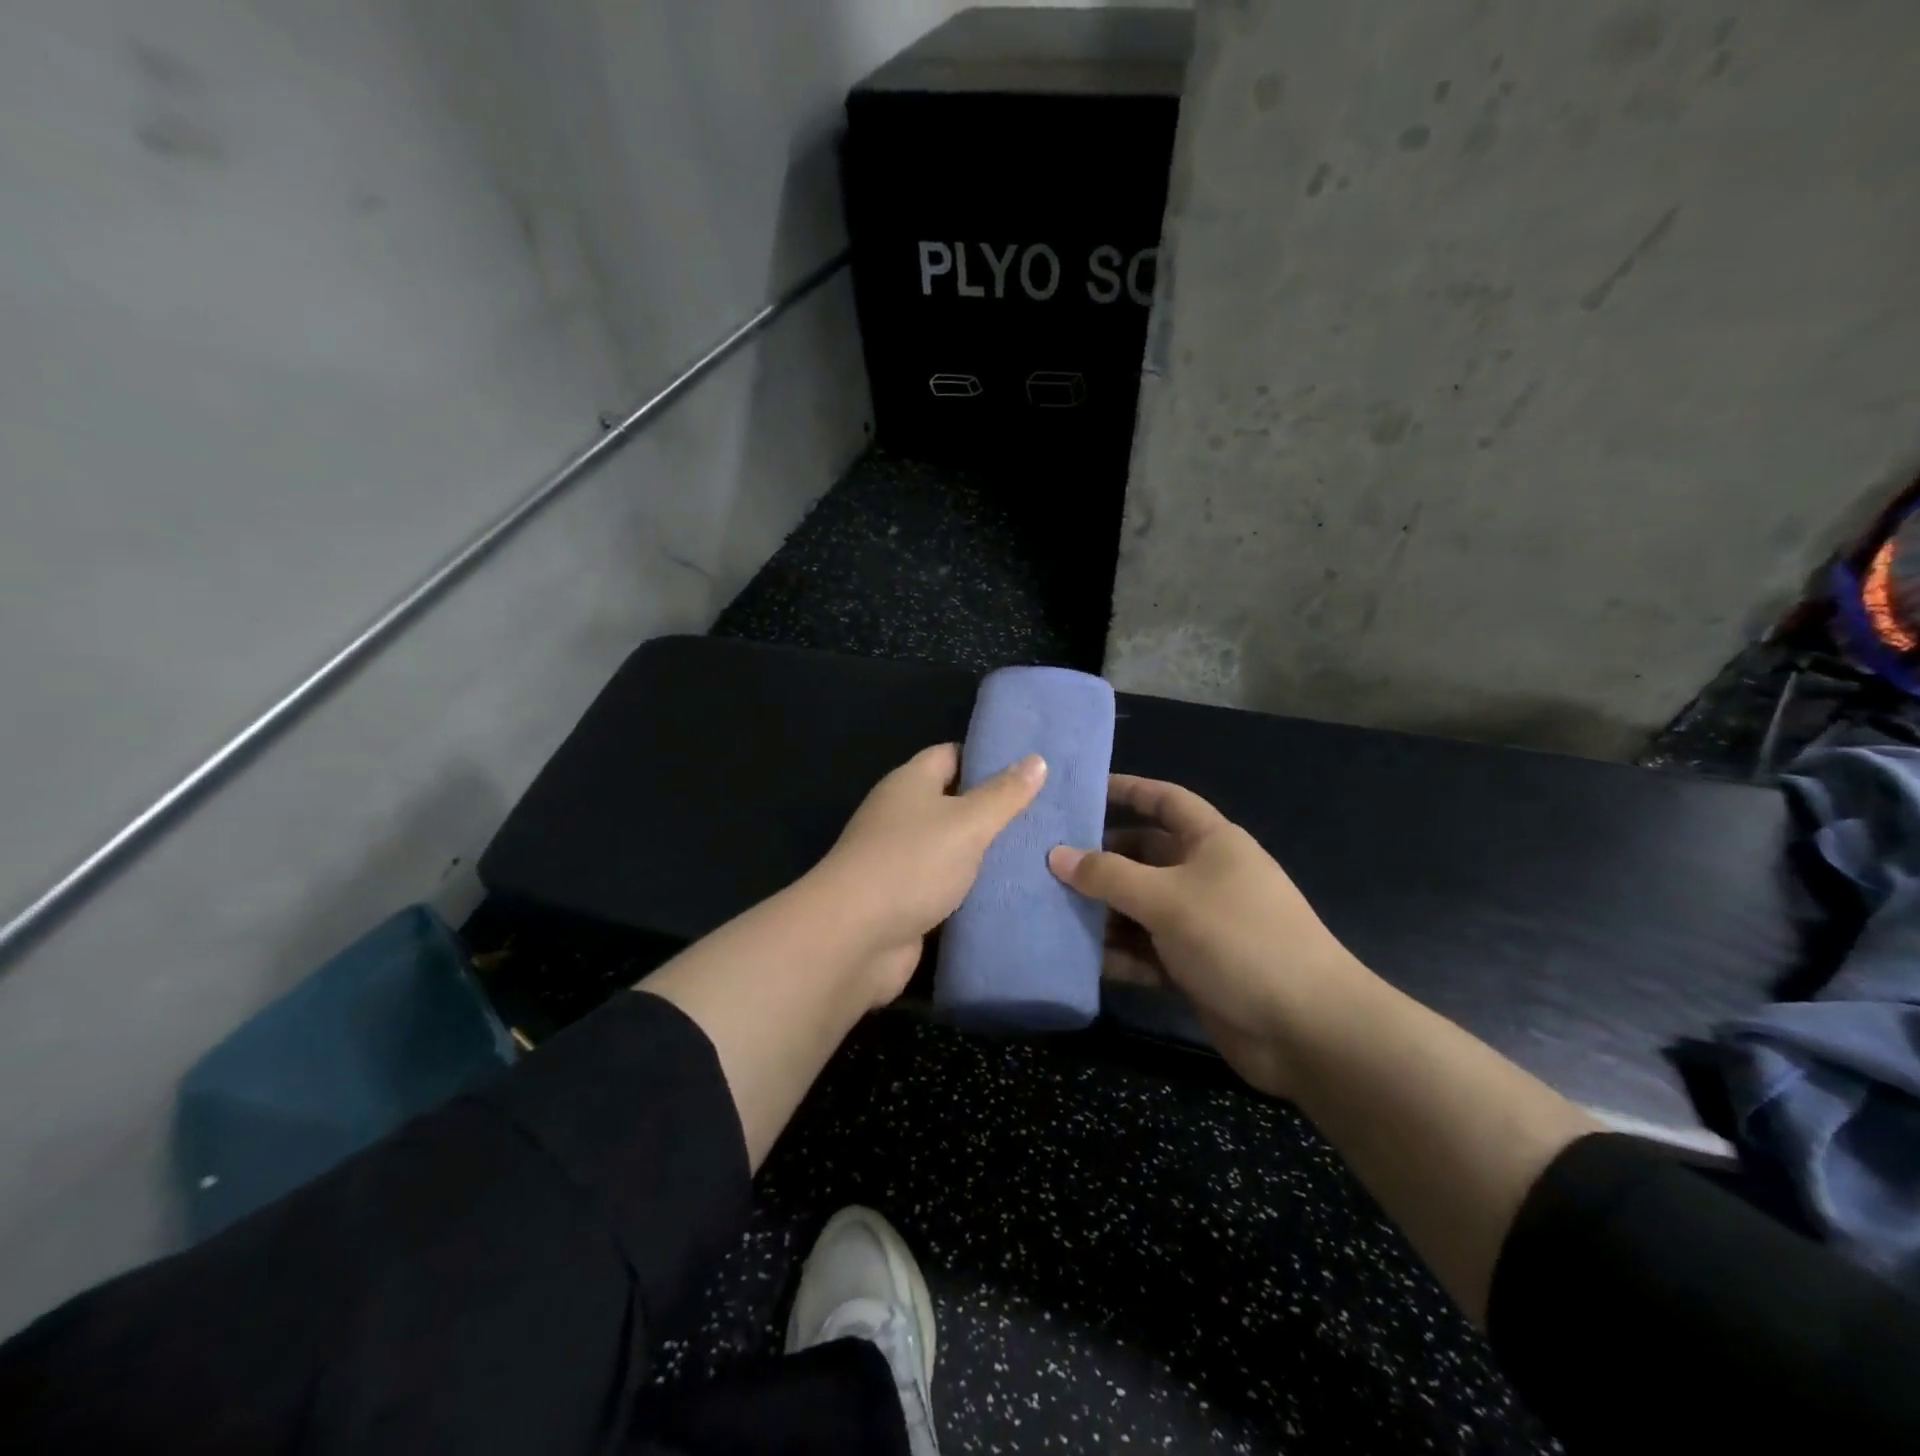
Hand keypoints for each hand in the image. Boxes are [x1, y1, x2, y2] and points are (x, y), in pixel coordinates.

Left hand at [809, 743, 1046, 1001]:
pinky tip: (1014, 892)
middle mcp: (902, 816)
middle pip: (954, 803)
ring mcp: (902, 860)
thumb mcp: (967, 822)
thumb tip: (1036, 759)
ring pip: (954, 848)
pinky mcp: (907, 900)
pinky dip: (974, 890)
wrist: (856, 938)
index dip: (989, 758)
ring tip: (1042, 851)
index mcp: (910, 783)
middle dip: (996, 809)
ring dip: (987, 854)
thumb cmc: (912, 863)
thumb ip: (1003, 794)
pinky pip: (948, 887)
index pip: (951, 755)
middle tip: (1048, 813)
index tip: (1032, 766)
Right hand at [1047, 775, 1365, 1097]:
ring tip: (1048, 909)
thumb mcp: (1167, 899)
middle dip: (1100, 859)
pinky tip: (1077, 958)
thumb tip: (1055, 854)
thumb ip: (1108, 875)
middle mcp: (1205, 876)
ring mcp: (1200, 923)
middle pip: (1143, 855)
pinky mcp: (1194, 967)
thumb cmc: (1238, 939)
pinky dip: (1117, 953)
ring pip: (1139, 906)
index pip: (1165, 800)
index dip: (1127, 790)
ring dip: (1102, 911)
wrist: (1306, 1029)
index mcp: (1212, 843)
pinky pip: (1145, 950)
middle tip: (1046, 861)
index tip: (1081, 791)